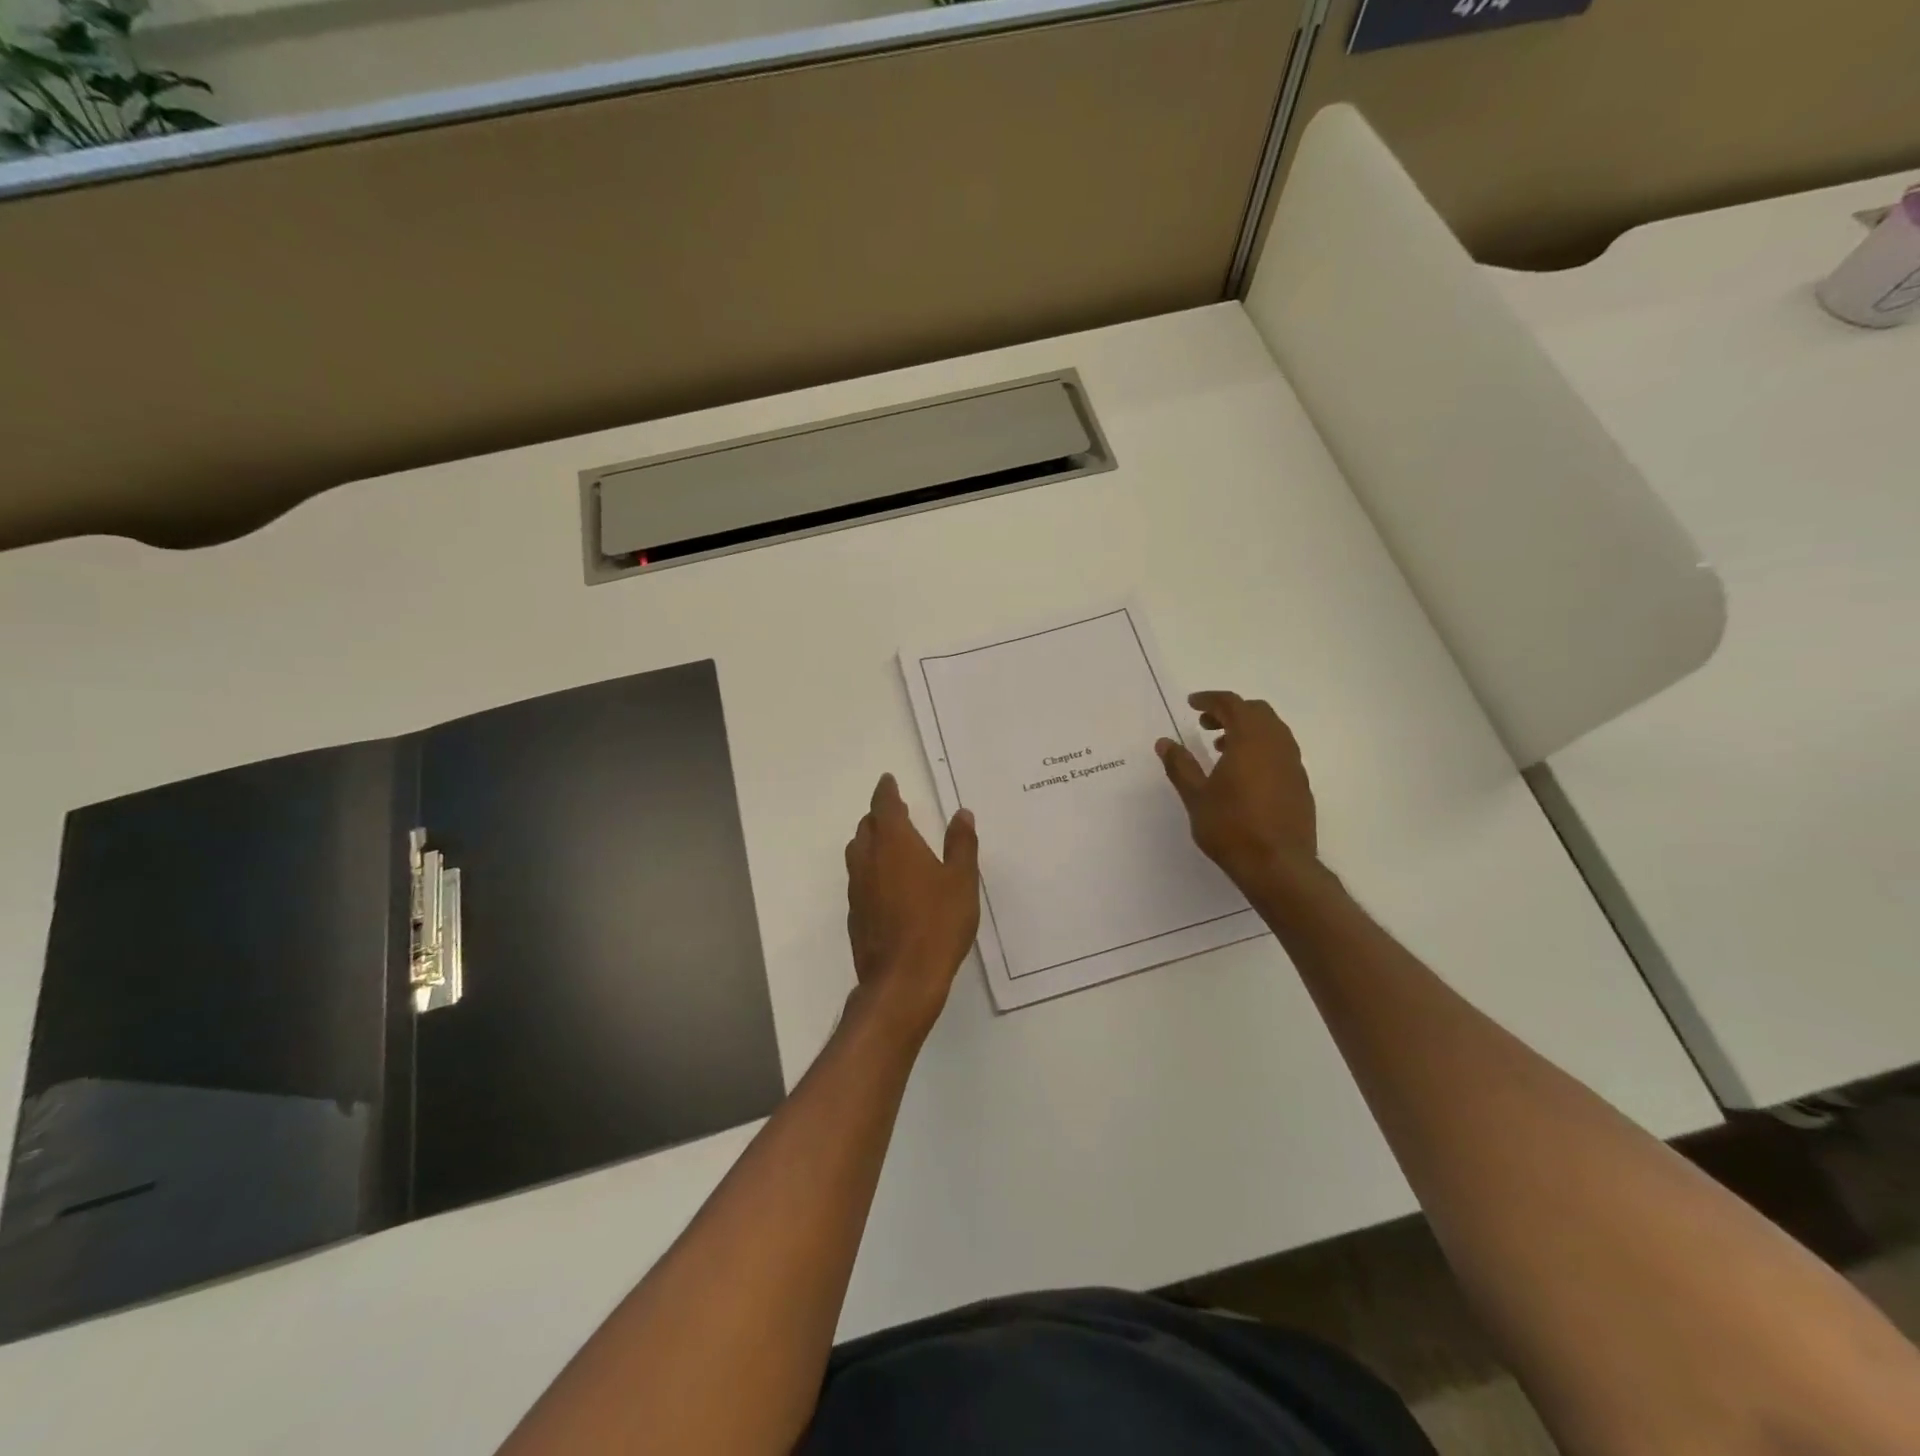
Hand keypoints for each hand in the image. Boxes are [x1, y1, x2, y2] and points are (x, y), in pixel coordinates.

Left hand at [844, 774, 979, 1040]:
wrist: (902, 979)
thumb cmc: (938, 923)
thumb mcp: (961, 880)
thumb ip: (961, 844)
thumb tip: (961, 813)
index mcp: (895, 844)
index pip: (884, 806)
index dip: (886, 791)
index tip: (888, 781)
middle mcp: (869, 860)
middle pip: (867, 827)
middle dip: (879, 816)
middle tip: (895, 812)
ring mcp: (857, 888)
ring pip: (858, 852)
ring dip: (870, 841)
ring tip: (889, 844)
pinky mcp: (855, 913)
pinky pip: (859, 879)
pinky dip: (870, 869)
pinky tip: (886, 884)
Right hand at [1156, 691, 1318, 893]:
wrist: (1278, 866)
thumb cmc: (1231, 827)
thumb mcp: (1196, 796)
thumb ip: (1180, 765)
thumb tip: (1164, 742)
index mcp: (1250, 740)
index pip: (1231, 704)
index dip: (1210, 699)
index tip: (1192, 704)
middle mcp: (1277, 745)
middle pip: (1257, 712)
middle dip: (1230, 711)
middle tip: (1206, 725)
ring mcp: (1293, 764)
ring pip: (1272, 731)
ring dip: (1247, 730)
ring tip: (1221, 749)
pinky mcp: (1301, 784)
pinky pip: (1281, 752)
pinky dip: (1261, 749)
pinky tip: (1244, 774)